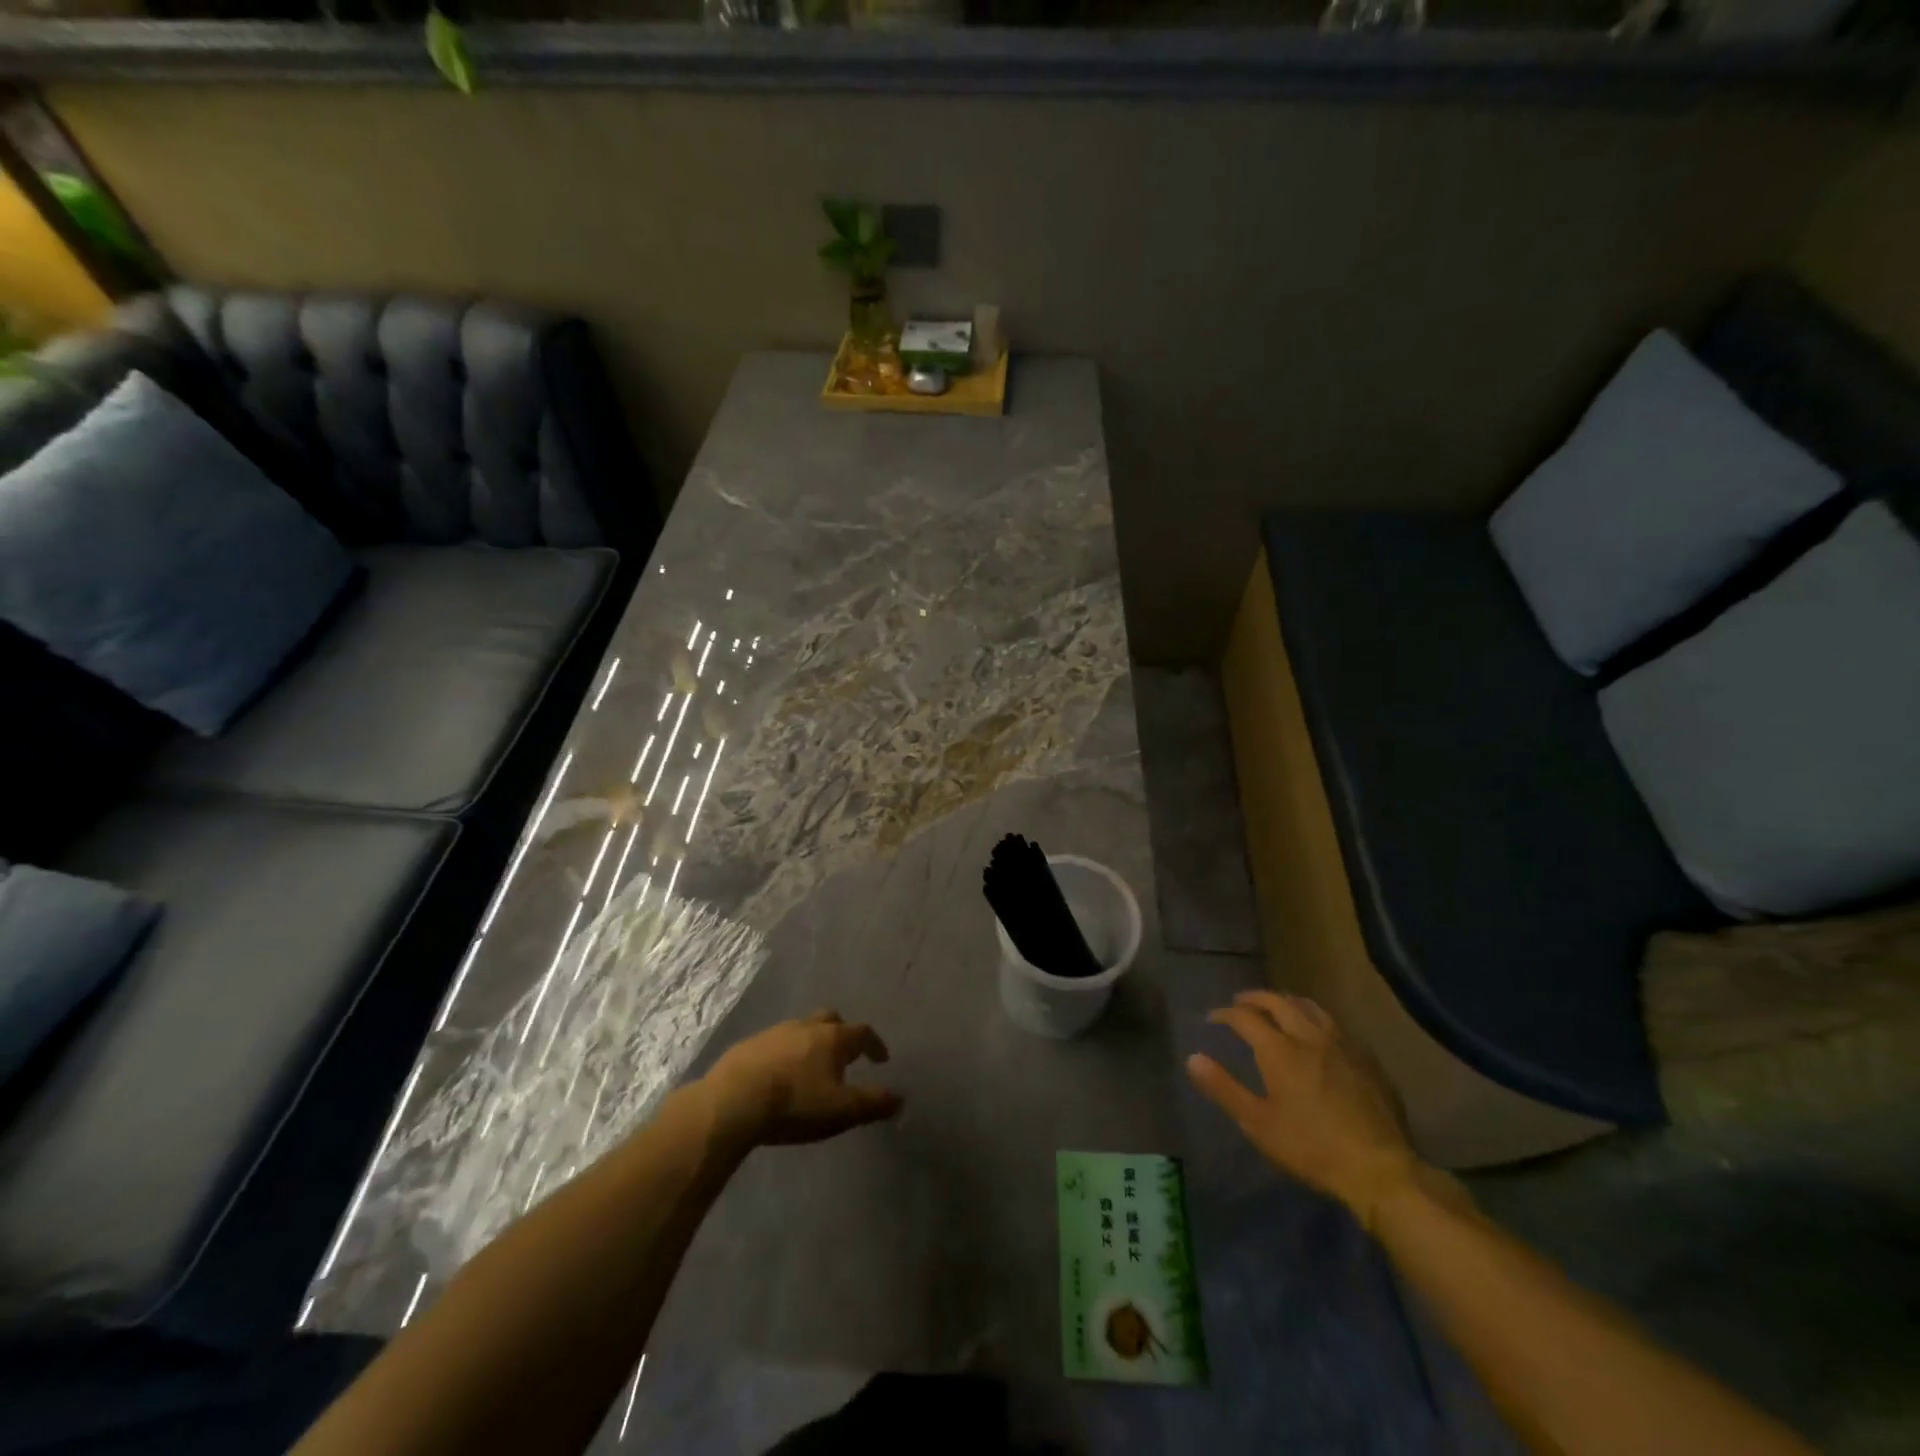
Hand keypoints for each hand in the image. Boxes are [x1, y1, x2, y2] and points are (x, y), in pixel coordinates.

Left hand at [700, 1011, 902, 1149]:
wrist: (733, 1101)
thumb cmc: (796, 1104)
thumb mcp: (842, 1110)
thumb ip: (872, 1103)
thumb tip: (898, 1098)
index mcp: (833, 1038)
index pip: (862, 1033)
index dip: (874, 1044)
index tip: (881, 1058)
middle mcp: (806, 1026)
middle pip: (830, 1020)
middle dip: (841, 1033)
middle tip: (844, 1055)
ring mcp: (775, 1032)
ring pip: (801, 1029)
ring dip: (811, 1043)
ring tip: (811, 1067)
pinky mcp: (749, 1045)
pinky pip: (775, 1043)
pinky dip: (785, 1053)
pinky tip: (779, 1074)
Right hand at [1186, 991, 1419, 1223]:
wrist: (1380, 1169)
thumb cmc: (1312, 1148)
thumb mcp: (1258, 1124)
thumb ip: (1224, 1088)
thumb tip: (1192, 1058)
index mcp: (1279, 1050)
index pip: (1245, 1017)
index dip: (1225, 1013)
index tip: (1213, 1018)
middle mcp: (1309, 1035)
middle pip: (1277, 1001)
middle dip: (1254, 998)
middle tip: (1240, 1002)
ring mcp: (1342, 1044)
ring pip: (1309, 1006)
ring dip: (1286, 1001)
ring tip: (1276, 1007)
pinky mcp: (1366, 1058)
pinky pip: (1334, 1024)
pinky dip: (1314, 1017)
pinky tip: (1316, 1033)